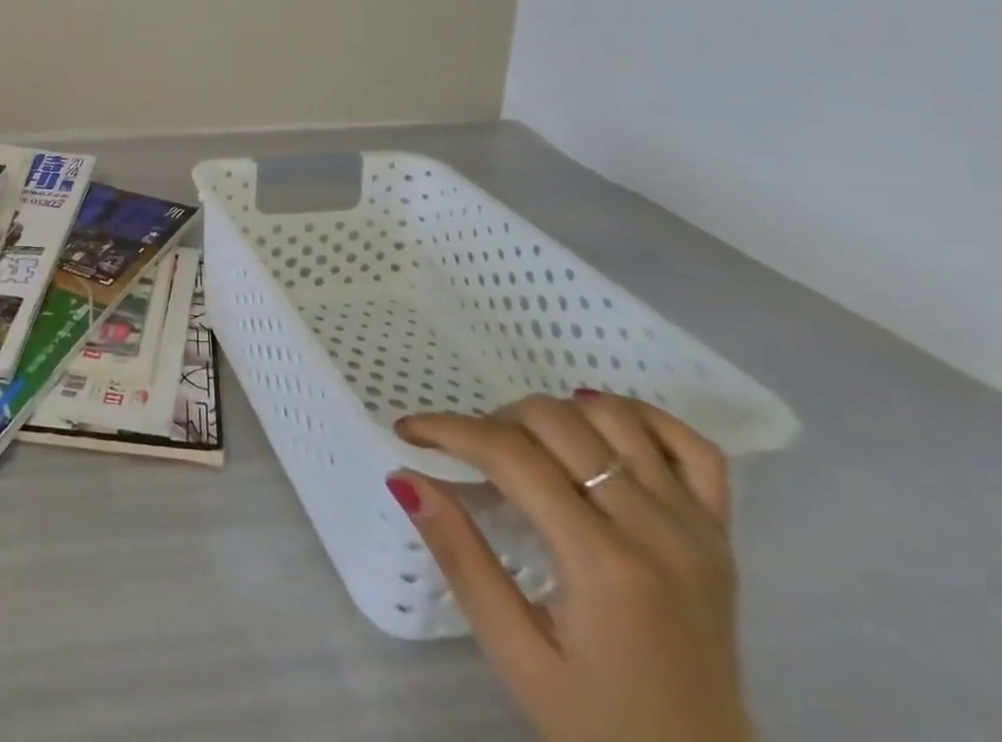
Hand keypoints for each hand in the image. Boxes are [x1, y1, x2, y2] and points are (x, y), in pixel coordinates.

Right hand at [391, 393, 749, 741]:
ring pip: (614, 418)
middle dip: (493, 422)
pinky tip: (600, 429)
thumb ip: (460, 558)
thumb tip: (404, 477)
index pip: (512, 455)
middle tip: (466, 456)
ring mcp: (698, 530)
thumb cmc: (600, 725)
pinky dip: (641, 419)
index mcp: (606, 564)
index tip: (408, 432)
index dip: (449, 430)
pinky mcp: (721, 537)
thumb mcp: (516, 655)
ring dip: (554, 414)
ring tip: (524, 446)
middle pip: (557, 422)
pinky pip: (692, 448)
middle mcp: (658, 530)